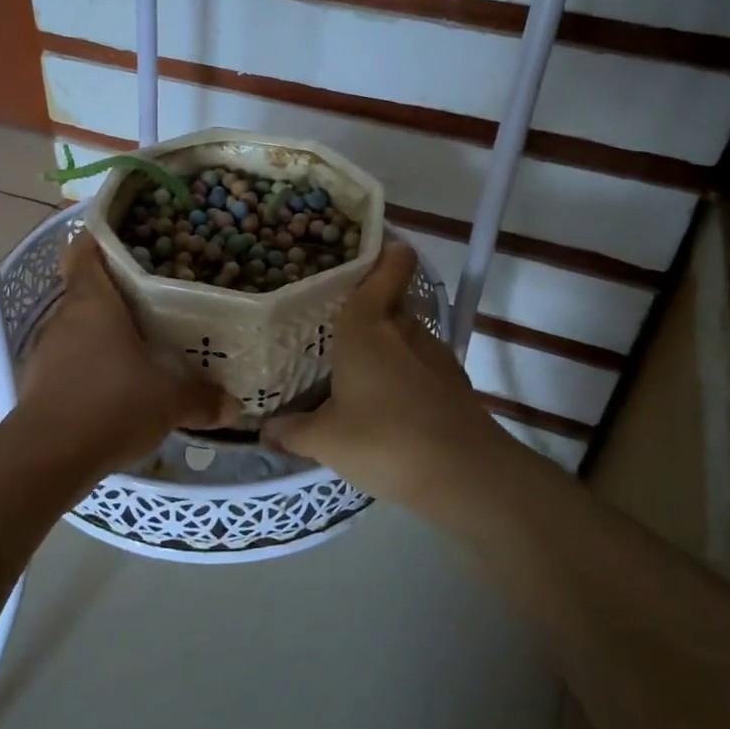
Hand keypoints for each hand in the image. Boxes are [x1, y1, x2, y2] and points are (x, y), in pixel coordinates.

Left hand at [13, 236, 238, 481]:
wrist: (47, 458)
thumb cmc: (110, 405)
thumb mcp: (169, 402)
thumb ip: (202, 398)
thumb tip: (233, 405)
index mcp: (92, 302)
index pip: (84, 251)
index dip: (100, 239)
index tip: (127, 239)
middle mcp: (64, 318)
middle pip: (86, 290)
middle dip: (117, 292)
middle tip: (156, 296)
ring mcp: (47, 351)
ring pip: (79, 327)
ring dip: (105, 332)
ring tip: (143, 340)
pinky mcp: (40, 383)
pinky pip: (71, 360)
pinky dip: (93, 364)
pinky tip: (119, 383)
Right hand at [261, 244, 517, 506]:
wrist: (464, 475)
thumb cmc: (383, 439)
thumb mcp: (324, 440)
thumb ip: (292, 431)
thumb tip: (265, 431)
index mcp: (367, 325)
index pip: (388, 266)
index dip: (382, 252)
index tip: (361, 254)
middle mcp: (404, 328)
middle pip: (391, 301)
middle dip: (369, 308)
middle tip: (334, 323)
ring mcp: (435, 355)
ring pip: (406, 335)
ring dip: (387, 345)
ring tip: (357, 366)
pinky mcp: (454, 383)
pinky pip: (421, 365)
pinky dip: (405, 374)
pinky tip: (387, 402)